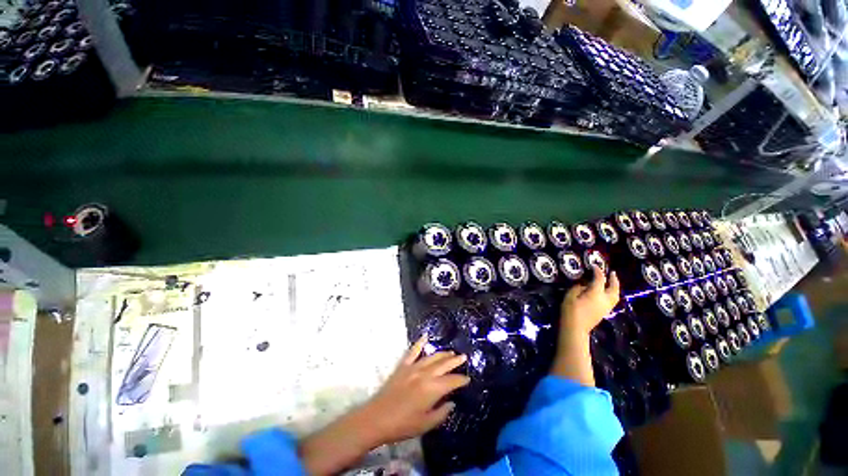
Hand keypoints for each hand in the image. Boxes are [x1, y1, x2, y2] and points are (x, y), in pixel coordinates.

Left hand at [362, 335, 470, 444]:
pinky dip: (419, 343)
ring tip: (451, 352)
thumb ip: (441, 413)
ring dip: (442, 353)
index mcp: (433, 389)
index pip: (452, 381)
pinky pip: (413, 351)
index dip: (461, 380)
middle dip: (455, 361)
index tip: (468, 379)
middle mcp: (425, 374)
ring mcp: (413, 367)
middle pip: (444, 364)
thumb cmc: (403, 425)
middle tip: (464, 357)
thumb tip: (451, 403)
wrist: (377, 418)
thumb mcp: (426, 424)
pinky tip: (425, 336)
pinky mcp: (403, 366)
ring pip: (432, 357)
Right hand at [560, 265, 620, 337]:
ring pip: (615, 295)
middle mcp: (605, 299)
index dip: (597, 271)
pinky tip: (607, 292)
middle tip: (612, 273)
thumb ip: (578, 287)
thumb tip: (584, 284)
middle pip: (613, 288)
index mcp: (596, 293)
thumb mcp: (570, 295)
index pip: (599, 279)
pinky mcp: (604, 312)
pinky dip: (612, 294)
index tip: (594, 265)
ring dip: (615, 287)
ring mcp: (606, 307)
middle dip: (614, 280)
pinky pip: (612, 300)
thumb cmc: (570, 310)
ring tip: (612, 282)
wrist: (575, 328)